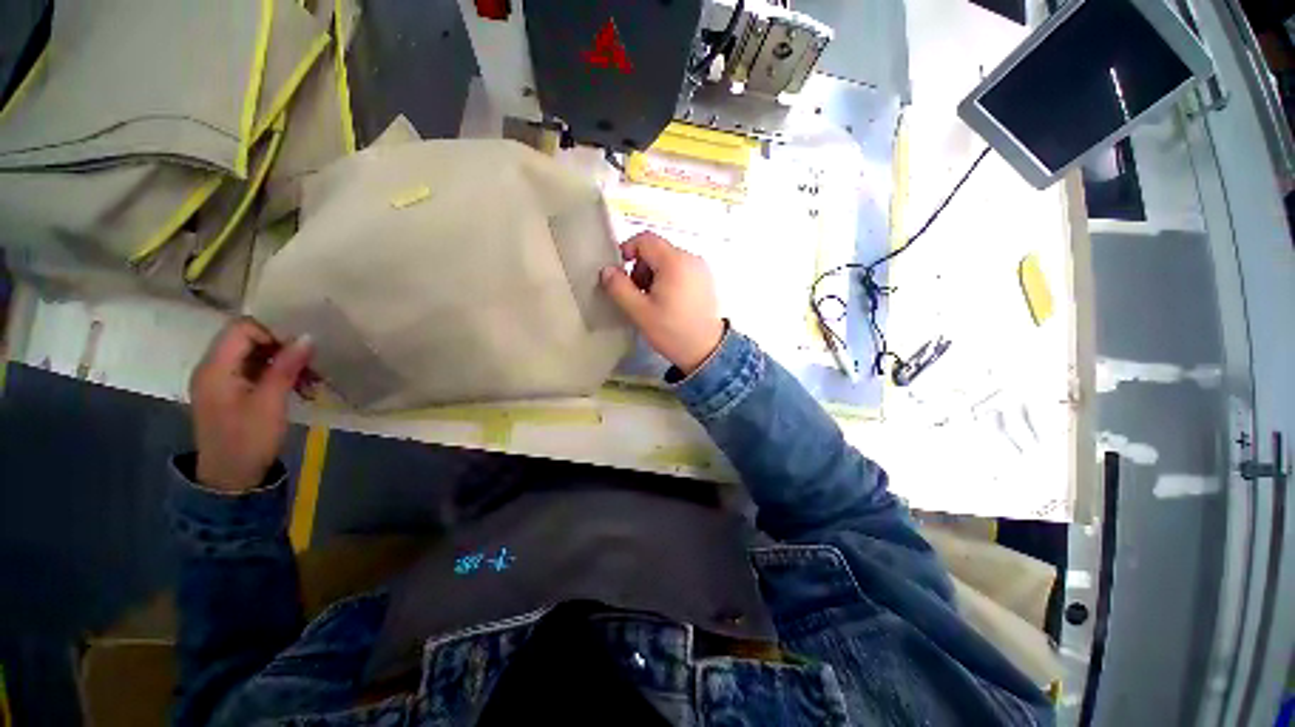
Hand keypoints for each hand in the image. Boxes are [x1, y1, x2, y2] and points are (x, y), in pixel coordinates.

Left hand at [189, 318, 313, 492]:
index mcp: (215, 368)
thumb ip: (286, 367)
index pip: (242, 328)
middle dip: (282, 347)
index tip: (300, 349)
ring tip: (310, 378)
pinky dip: (278, 373)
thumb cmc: (248, 440)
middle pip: (248, 339)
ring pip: (255, 355)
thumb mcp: (270, 402)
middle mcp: (213, 368)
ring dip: (284, 361)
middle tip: (311, 363)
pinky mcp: (232, 392)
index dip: (272, 332)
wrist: (231, 478)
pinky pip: (255, 370)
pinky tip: (298, 386)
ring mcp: (221, 380)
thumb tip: (307, 337)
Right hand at [600, 232, 724, 374]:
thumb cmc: (671, 331)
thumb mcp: (639, 312)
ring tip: (652, 301)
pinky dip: (669, 279)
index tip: (620, 273)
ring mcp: (701, 268)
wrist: (706, 350)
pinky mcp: (706, 280)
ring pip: (668, 260)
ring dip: (654, 275)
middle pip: (657, 250)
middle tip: (637, 294)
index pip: (645, 239)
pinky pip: (681, 269)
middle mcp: (691, 258)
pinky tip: (668, 302)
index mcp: (674, 261)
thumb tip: (606, 270)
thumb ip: (619, 288)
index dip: (628, 250)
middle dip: (641, 268)